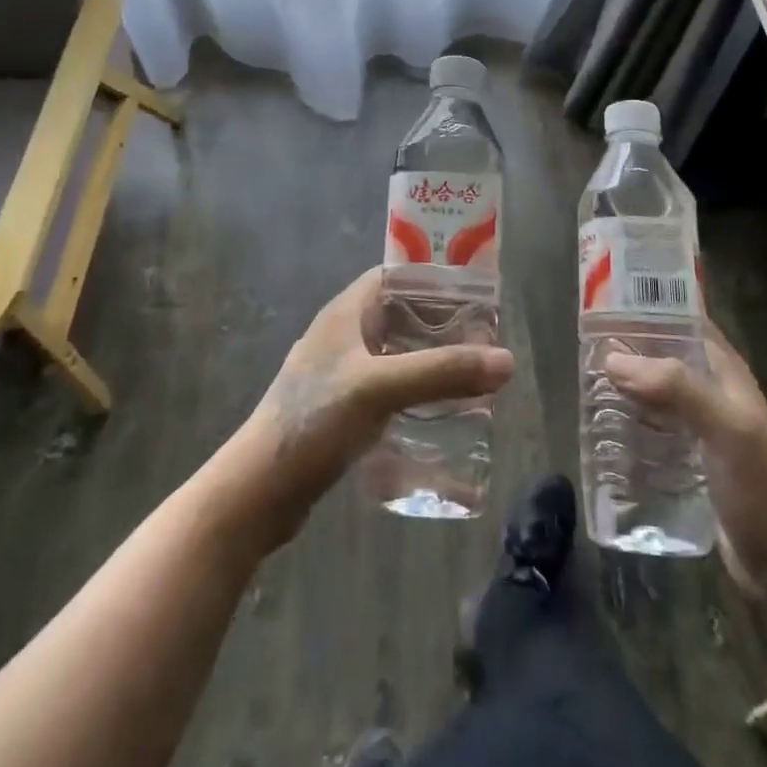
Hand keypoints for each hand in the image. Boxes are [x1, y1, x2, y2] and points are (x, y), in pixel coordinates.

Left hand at [236, 268, 513, 541]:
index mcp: (346, 312)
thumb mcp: (381, 388)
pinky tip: (439, 412)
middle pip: (400, 315)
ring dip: (429, 361)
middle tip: (483, 340)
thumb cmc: (314, 421)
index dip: (433, 279)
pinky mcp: (341, 410)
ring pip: (395, 354)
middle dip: (440, 325)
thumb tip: (507, 360)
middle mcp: (343, 336)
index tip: (475, 294)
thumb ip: (442, 372)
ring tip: (470, 374)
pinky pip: (387, 388)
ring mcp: (340, 374)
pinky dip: (414, 391)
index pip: (395, 276)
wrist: (259, 491)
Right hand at [607, 324, 766, 600]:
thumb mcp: (727, 429)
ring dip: (624, 385)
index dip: (652, 304)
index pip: (685, 319)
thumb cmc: (764, 491)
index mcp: (725, 373)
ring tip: (583, 379)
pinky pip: (651, 430)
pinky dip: (628, 422)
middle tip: (583, 341)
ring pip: (654, 393)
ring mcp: (698, 429)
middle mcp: (710, 392)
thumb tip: (613, 359)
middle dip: (628, 347)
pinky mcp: (687, 462)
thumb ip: (677, 388)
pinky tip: (601, 427)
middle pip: (663, 355)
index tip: (607, 297)